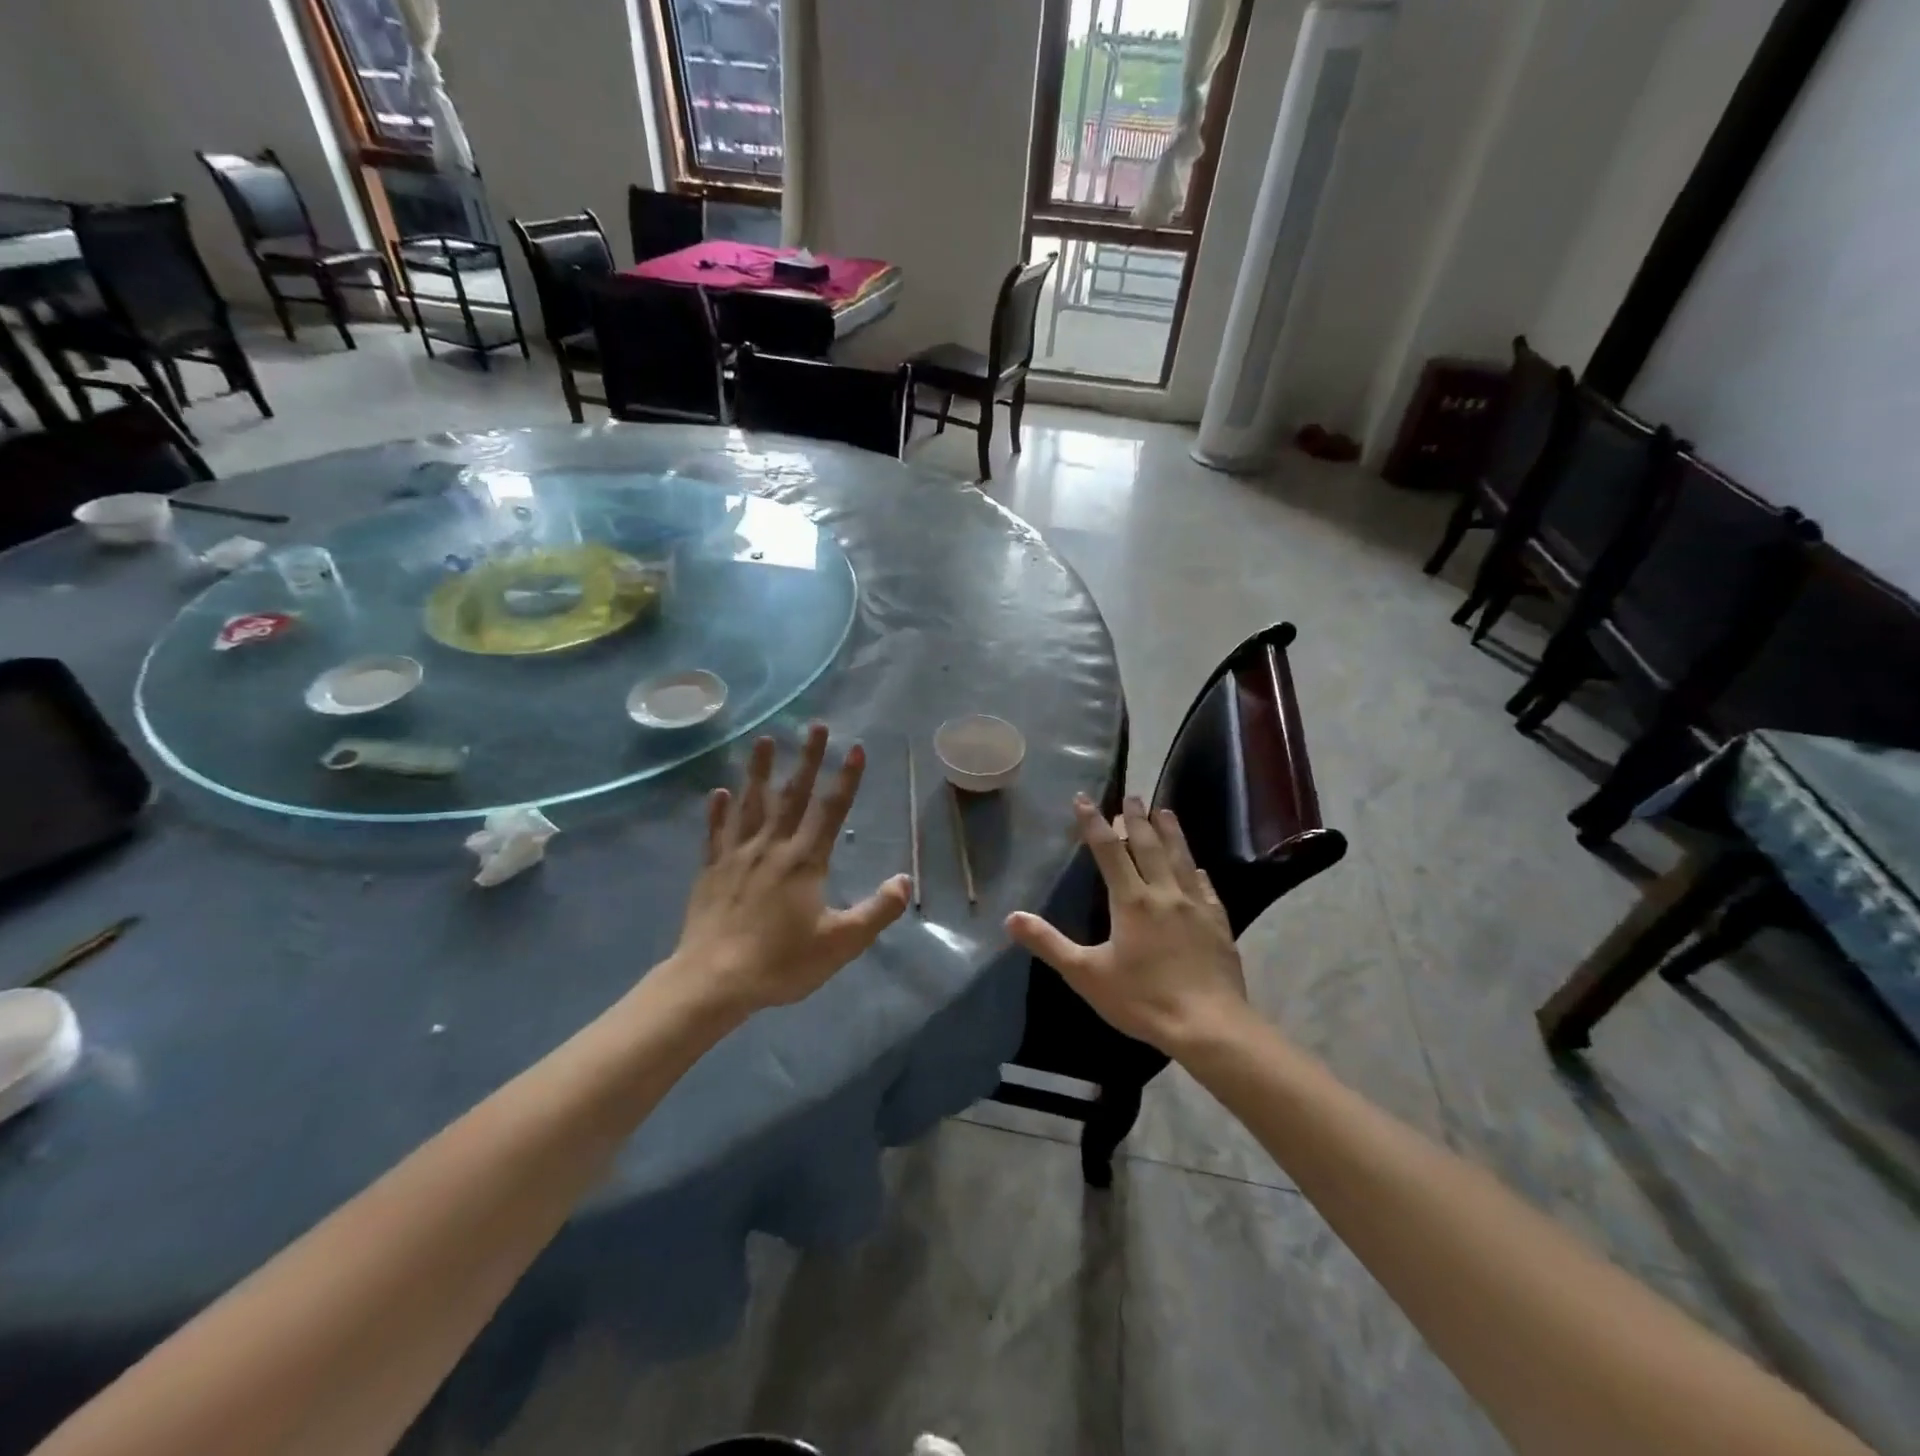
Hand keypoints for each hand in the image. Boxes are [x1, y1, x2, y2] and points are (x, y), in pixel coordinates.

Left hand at [668, 724, 910, 1015]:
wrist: (714, 980)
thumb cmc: (782, 962)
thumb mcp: (841, 943)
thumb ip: (877, 910)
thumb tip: (905, 880)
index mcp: (805, 861)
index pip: (831, 810)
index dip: (846, 778)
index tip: (855, 747)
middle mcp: (772, 847)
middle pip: (793, 795)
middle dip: (807, 758)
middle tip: (815, 725)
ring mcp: (737, 855)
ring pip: (751, 803)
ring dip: (759, 770)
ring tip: (764, 740)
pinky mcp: (711, 869)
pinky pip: (715, 832)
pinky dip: (718, 810)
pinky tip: (718, 792)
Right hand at [1006, 794, 1247, 1054]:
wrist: (1209, 1026)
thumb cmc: (1143, 999)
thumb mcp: (1086, 975)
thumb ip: (1049, 944)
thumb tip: (1011, 918)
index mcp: (1132, 901)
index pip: (1108, 851)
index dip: (1094, 823)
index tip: (1084, 799)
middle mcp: (1164, 893)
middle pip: (1148, 846)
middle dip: (1136, 819)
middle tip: (1132, 796)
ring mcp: (1195, 906)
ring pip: (1181, 858)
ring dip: (1171, 832)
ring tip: (1165, 811)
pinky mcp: (1218, 923)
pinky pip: (1205, 887)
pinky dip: (1196, 871)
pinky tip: (1197, 868)